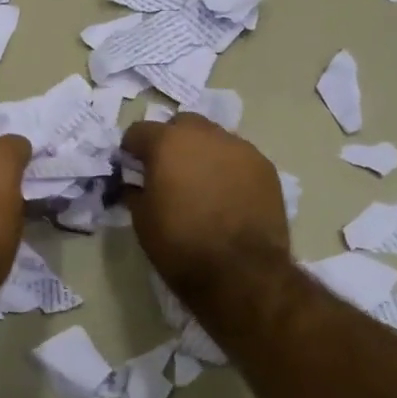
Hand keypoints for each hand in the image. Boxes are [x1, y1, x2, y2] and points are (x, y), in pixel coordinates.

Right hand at [120, 113, 289, 310]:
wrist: (242, 272)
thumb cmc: (180, 245)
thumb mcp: (142, 220)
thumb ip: (136, 191)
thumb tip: (136, 183)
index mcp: (167, 143)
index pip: (139, 130)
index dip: (132, 150)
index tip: (132, 169)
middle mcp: (204, 135)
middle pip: (181, 125)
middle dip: (171, 141)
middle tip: (168, 172)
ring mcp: (239, 148)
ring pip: (213, 138)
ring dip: (202, 152)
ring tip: (201, 184)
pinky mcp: (265, 166)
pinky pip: (238, 157)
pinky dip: (228, 168)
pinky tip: (227, 195)